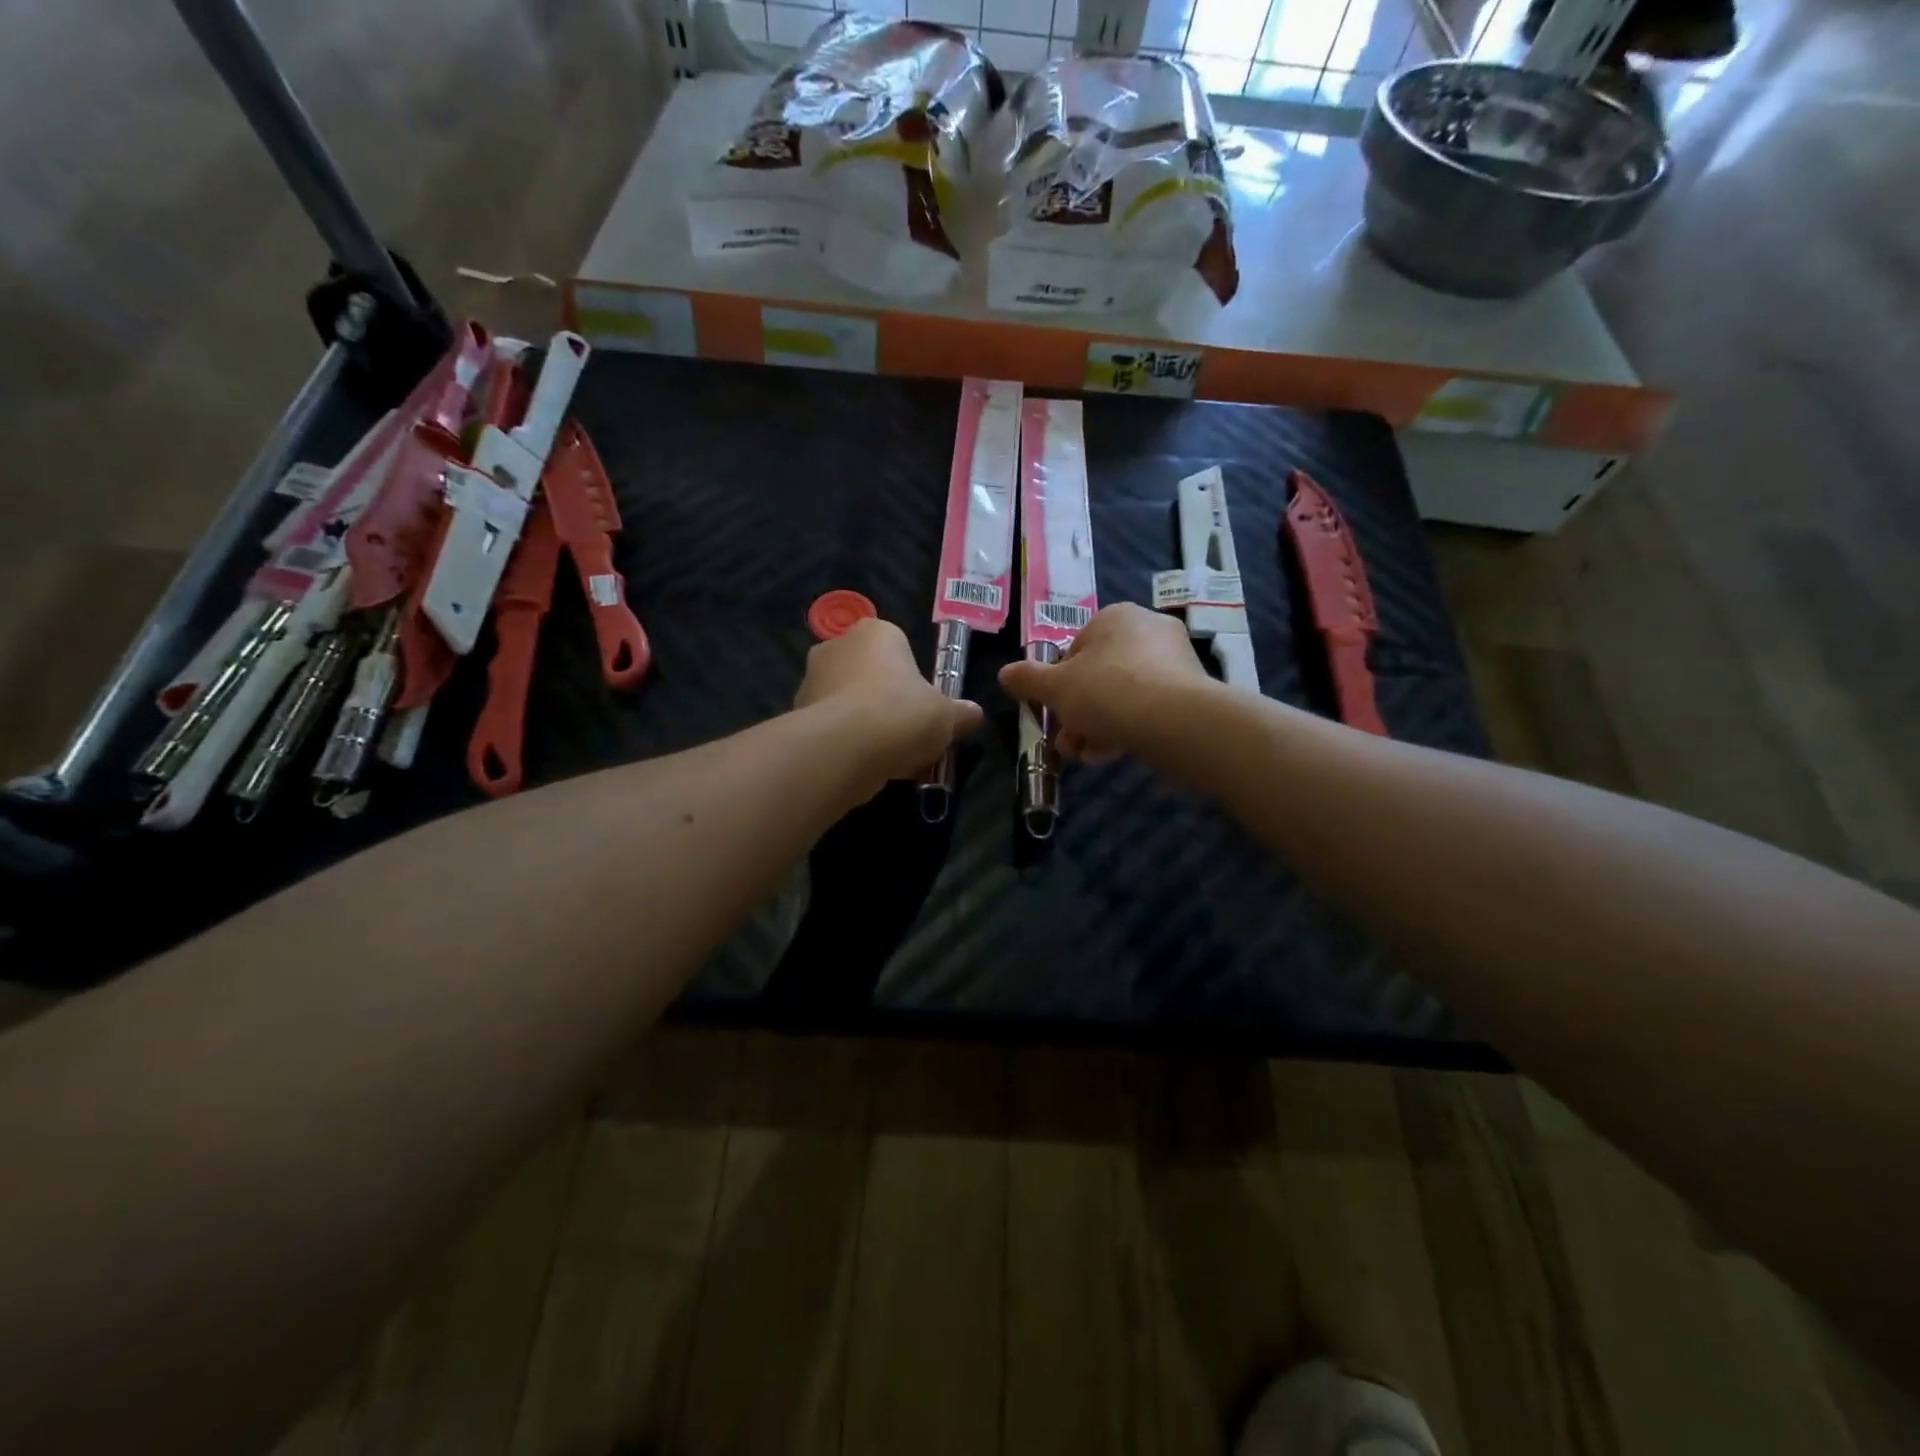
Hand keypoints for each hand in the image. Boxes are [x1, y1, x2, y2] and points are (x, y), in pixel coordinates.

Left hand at [794, 618, 982, 789]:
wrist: (844, 749)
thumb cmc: (901, 714)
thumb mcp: (947, 716)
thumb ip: (961, 714)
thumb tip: (973, 714)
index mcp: (875, 632)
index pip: (898, 648)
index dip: (913, 680)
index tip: (924, 708)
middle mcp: (836, 647)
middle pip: (870, 676)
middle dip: (886, 703)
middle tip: (909, 735)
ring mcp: (810, 682)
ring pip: (849, 705)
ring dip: (867, 727)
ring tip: (891, 760)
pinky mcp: (796, 716)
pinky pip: (832, 729)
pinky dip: (848, 746)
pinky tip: (867, 769)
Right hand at [999, 603, 1207, 760]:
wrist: (1174, 720)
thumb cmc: (1107, 691)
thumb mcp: (1056, 687)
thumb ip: (1028, 679)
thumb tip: (1005, 673)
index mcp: (1115, 617)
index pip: (1075, 649)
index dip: (1058, 684)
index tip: (1052, 711)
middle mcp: (1148, 630)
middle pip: (1099, 676)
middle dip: (1077, 713)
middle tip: (1066, 742)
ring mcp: (1174, 661)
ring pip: (1122, 695)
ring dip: (1097, 726)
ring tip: (1085, 755)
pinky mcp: (1191, 692)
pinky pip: (1147, 708)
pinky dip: (1126, 729)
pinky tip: (1110, 754)